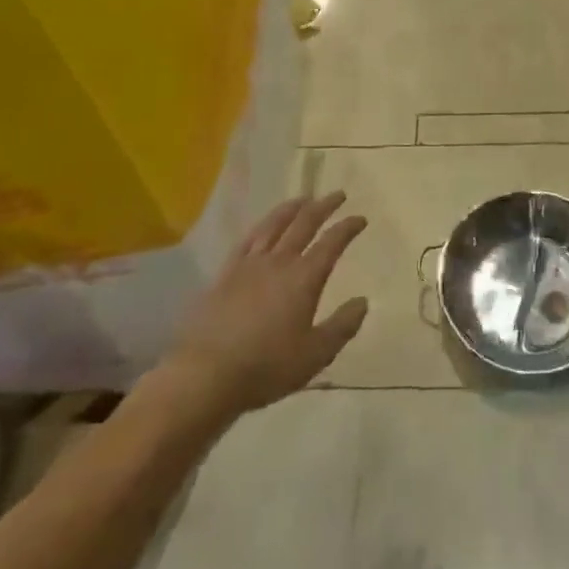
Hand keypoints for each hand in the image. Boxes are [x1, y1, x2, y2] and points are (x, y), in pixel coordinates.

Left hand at [166, 192, 369, 417]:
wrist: (206, 374)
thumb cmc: (266, 367)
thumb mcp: (315, 354)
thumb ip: (342, 326)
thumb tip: (363, 301)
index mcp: (304, 278)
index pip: (331, 243)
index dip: (348, 228)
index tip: (360, 219)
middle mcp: (279, 261)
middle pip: (304, 223)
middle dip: (324, 207)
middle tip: (338, 195)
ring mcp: (249, 264)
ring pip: (274, 224)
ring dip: (292, 208)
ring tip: (304, 198)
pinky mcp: (226, 273)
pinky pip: (248, 240)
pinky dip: (261, 226)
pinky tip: (264, 224)